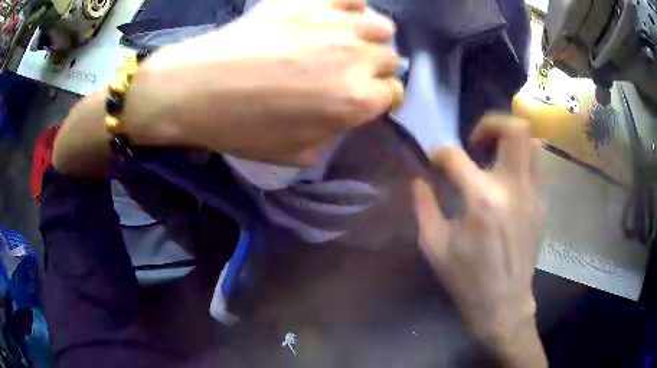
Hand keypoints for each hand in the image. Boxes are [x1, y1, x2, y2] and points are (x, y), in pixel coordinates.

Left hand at [124, 0, 402, 165]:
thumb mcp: (296, 154)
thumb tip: (345, 113)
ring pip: (381, 25)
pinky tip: (335, 16)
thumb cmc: (242, 128)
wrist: (197, 87)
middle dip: (377, 69)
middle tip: (352, 71)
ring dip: (371, 37)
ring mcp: (335, 23)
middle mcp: (357, 58)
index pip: (393, 94)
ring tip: (348, 41)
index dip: (383, 98)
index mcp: (356, 101)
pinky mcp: (311, 2)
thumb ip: (334, 133)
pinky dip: (351, 7)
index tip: (370, 98)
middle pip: (390, 59)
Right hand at [412, 115, 545, 365]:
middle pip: (512, 129)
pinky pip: (538, 164)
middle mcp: (513, 187)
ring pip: (531, 141)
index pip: (455, 156)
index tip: (434, 161)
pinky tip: (509, 175)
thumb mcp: (434, 246)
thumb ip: (423, 206)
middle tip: (476, 141)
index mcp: (482, 200)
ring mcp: (533, 194)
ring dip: (511, 138)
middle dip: (490, 123)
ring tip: (495, 153)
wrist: (504, 303)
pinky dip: (523, 157)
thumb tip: (418, 179)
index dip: (439, 154)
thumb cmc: (467, 279)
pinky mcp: (541, 203)